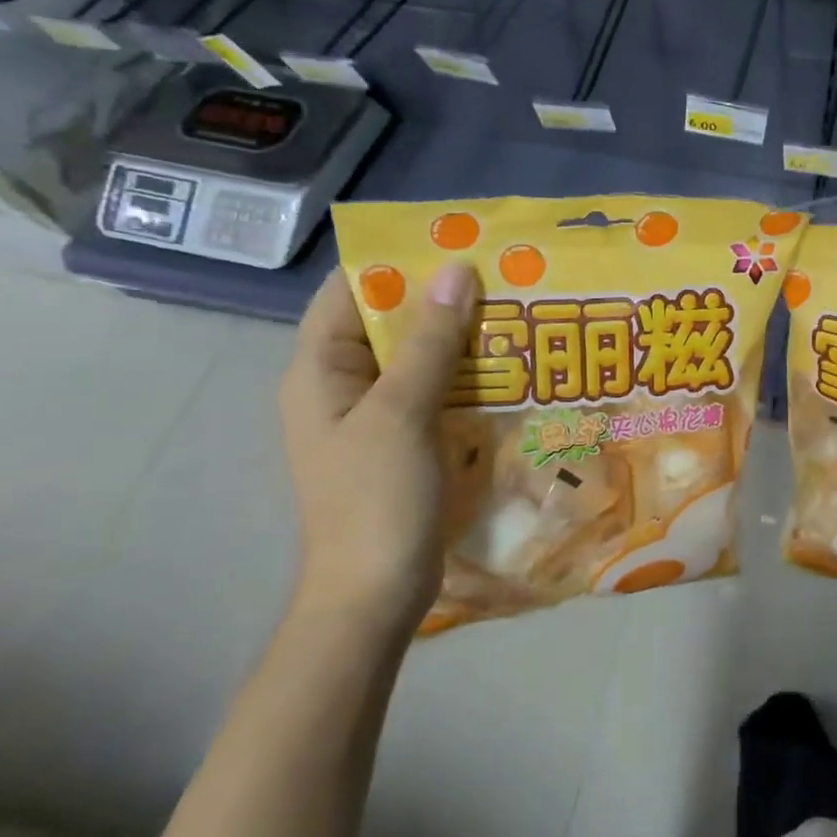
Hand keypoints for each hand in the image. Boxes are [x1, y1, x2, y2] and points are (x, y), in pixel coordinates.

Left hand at [279, 263, 476, 630]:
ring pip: (418, 355)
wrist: (373, 595)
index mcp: (320, 369)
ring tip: (516, 308)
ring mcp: (375, 413)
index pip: (349, 290)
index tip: (455, 241)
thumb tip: (456, 270)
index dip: (397, 260)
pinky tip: (508, 363)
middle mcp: (343, 383)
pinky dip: (465, 372)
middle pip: (389, 320)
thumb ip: (429, 342)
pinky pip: (434, 389)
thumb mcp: (401, 413)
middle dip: (441, 296)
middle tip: (503, 272)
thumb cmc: (375, 500)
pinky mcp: (404, 439)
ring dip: (460, 334)